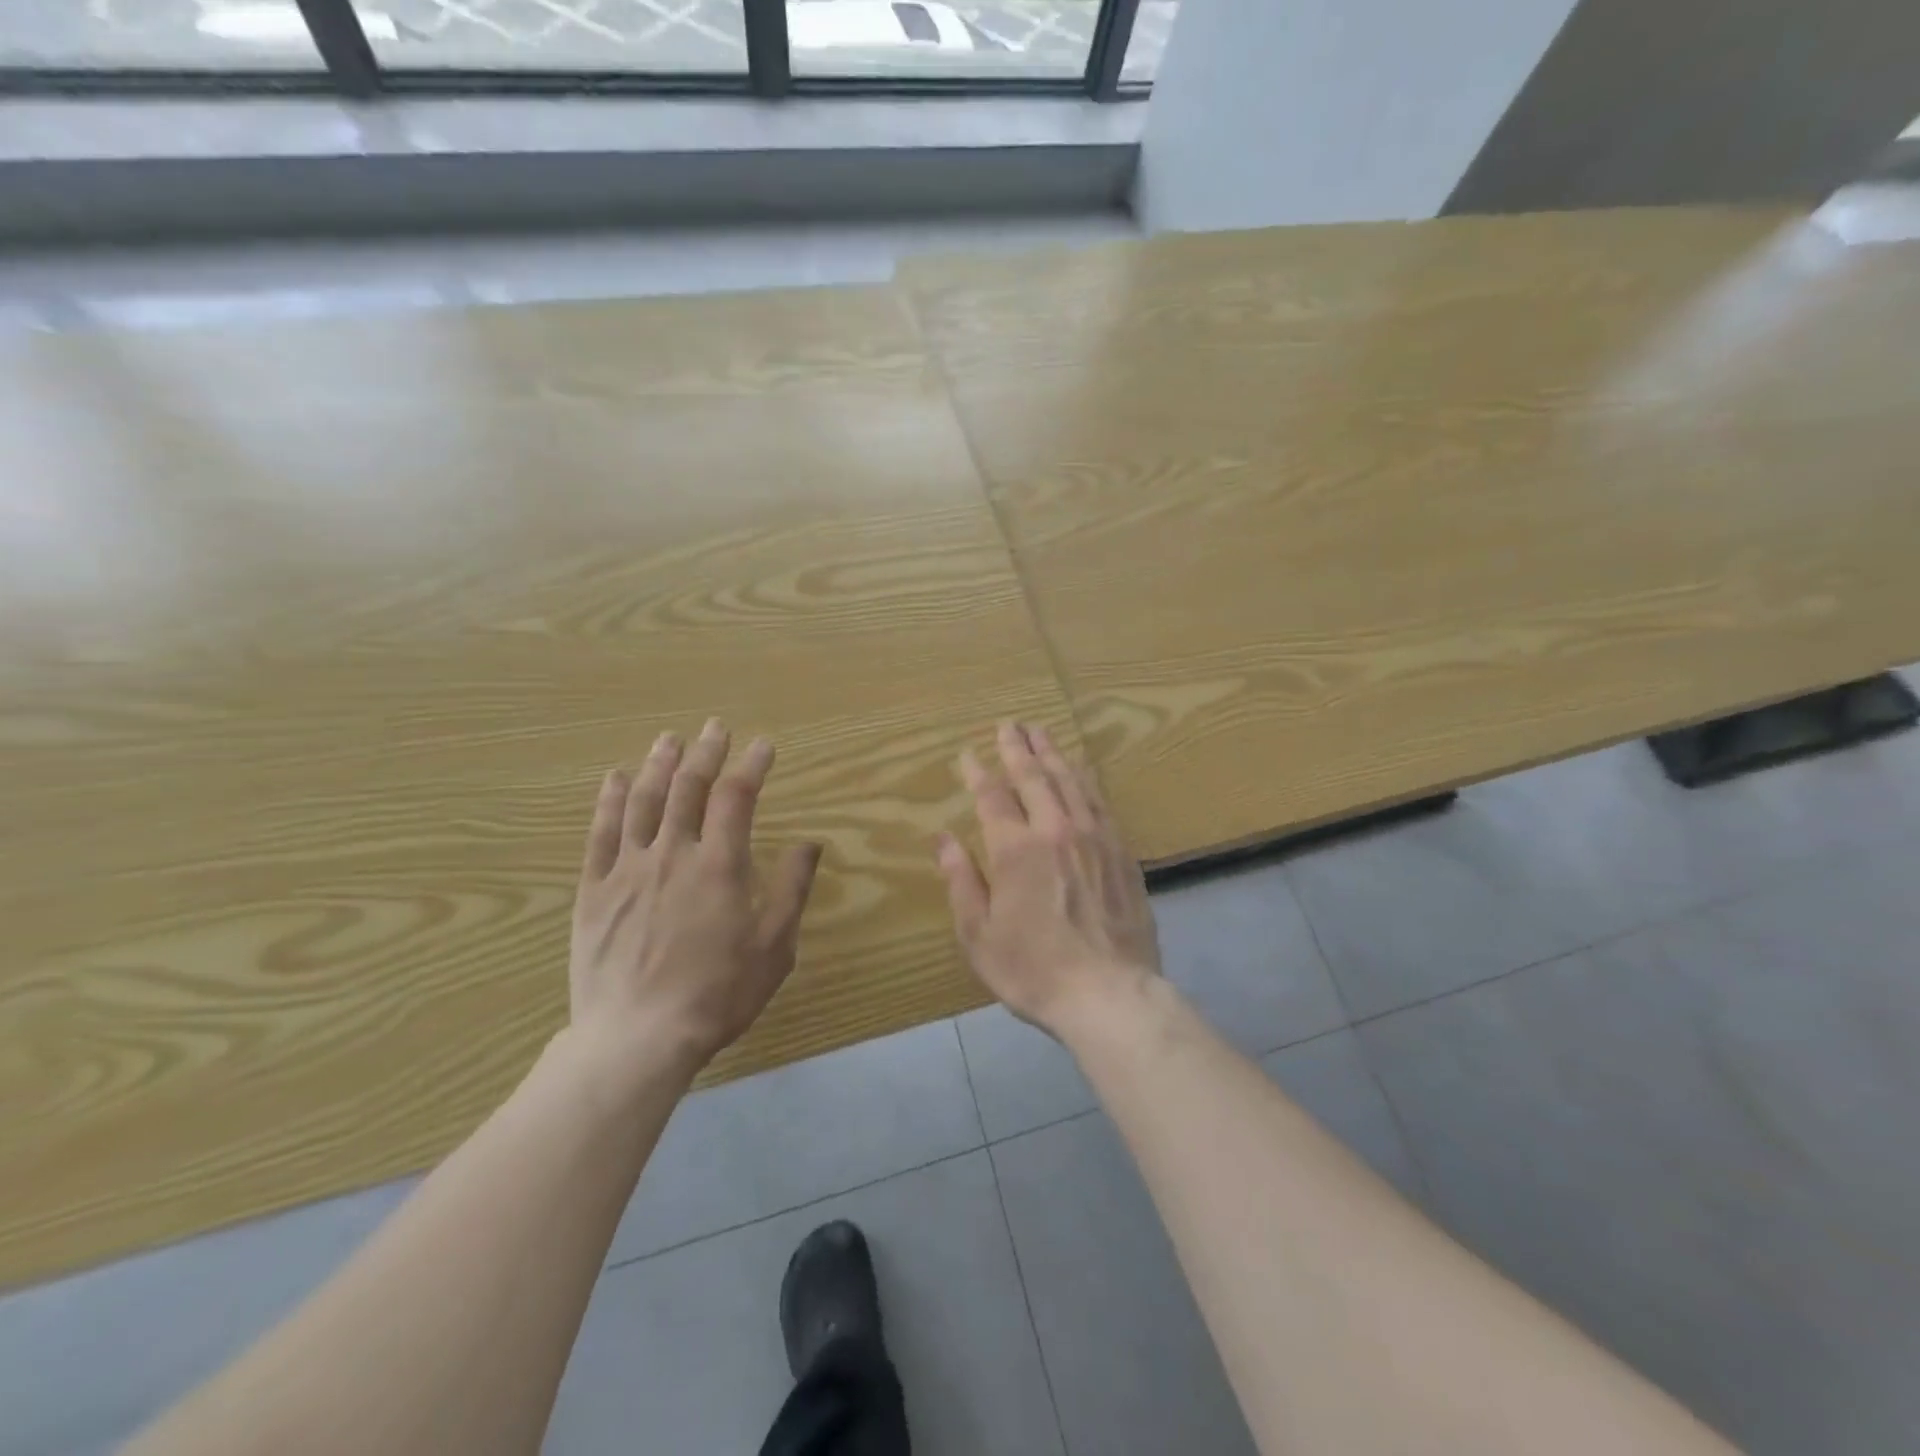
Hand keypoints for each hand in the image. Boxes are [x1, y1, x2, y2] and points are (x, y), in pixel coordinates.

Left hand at [570, 719, 821, 1076]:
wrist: (636, 1039)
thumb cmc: (717, 995)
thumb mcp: (773, 947)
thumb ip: (791, 889)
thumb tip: (810, 843)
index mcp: (719, 866)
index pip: (737, 797)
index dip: (752, 765)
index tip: (763, 745)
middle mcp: (672, 854)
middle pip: (688, 788)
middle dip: (706, 752)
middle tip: (715, 727)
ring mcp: (627, 869)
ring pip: (643, 801)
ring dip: (659, 764)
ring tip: (669, 738)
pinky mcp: (593, 890)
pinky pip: (599, 833)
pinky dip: (608, 800)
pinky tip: (615, 778)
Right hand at [936, 722, 1159, 1037]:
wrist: (1109, 994)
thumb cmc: (1033, 970)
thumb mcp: (979, 935)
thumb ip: (961, 881)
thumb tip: (942, 839)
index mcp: (1016, 849)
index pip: (993, 796)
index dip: (978, 772)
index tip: (968, 753)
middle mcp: (1056, 831)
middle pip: (1035, 776)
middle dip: (1018, 748)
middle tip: (1010, 724)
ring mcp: (1095, 838)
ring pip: (1071, 781)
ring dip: (1053, 753)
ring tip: (1042, 732)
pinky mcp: (1122, 852)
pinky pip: (1100, 802)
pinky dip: (1086, 779)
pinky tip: (1082, 771)